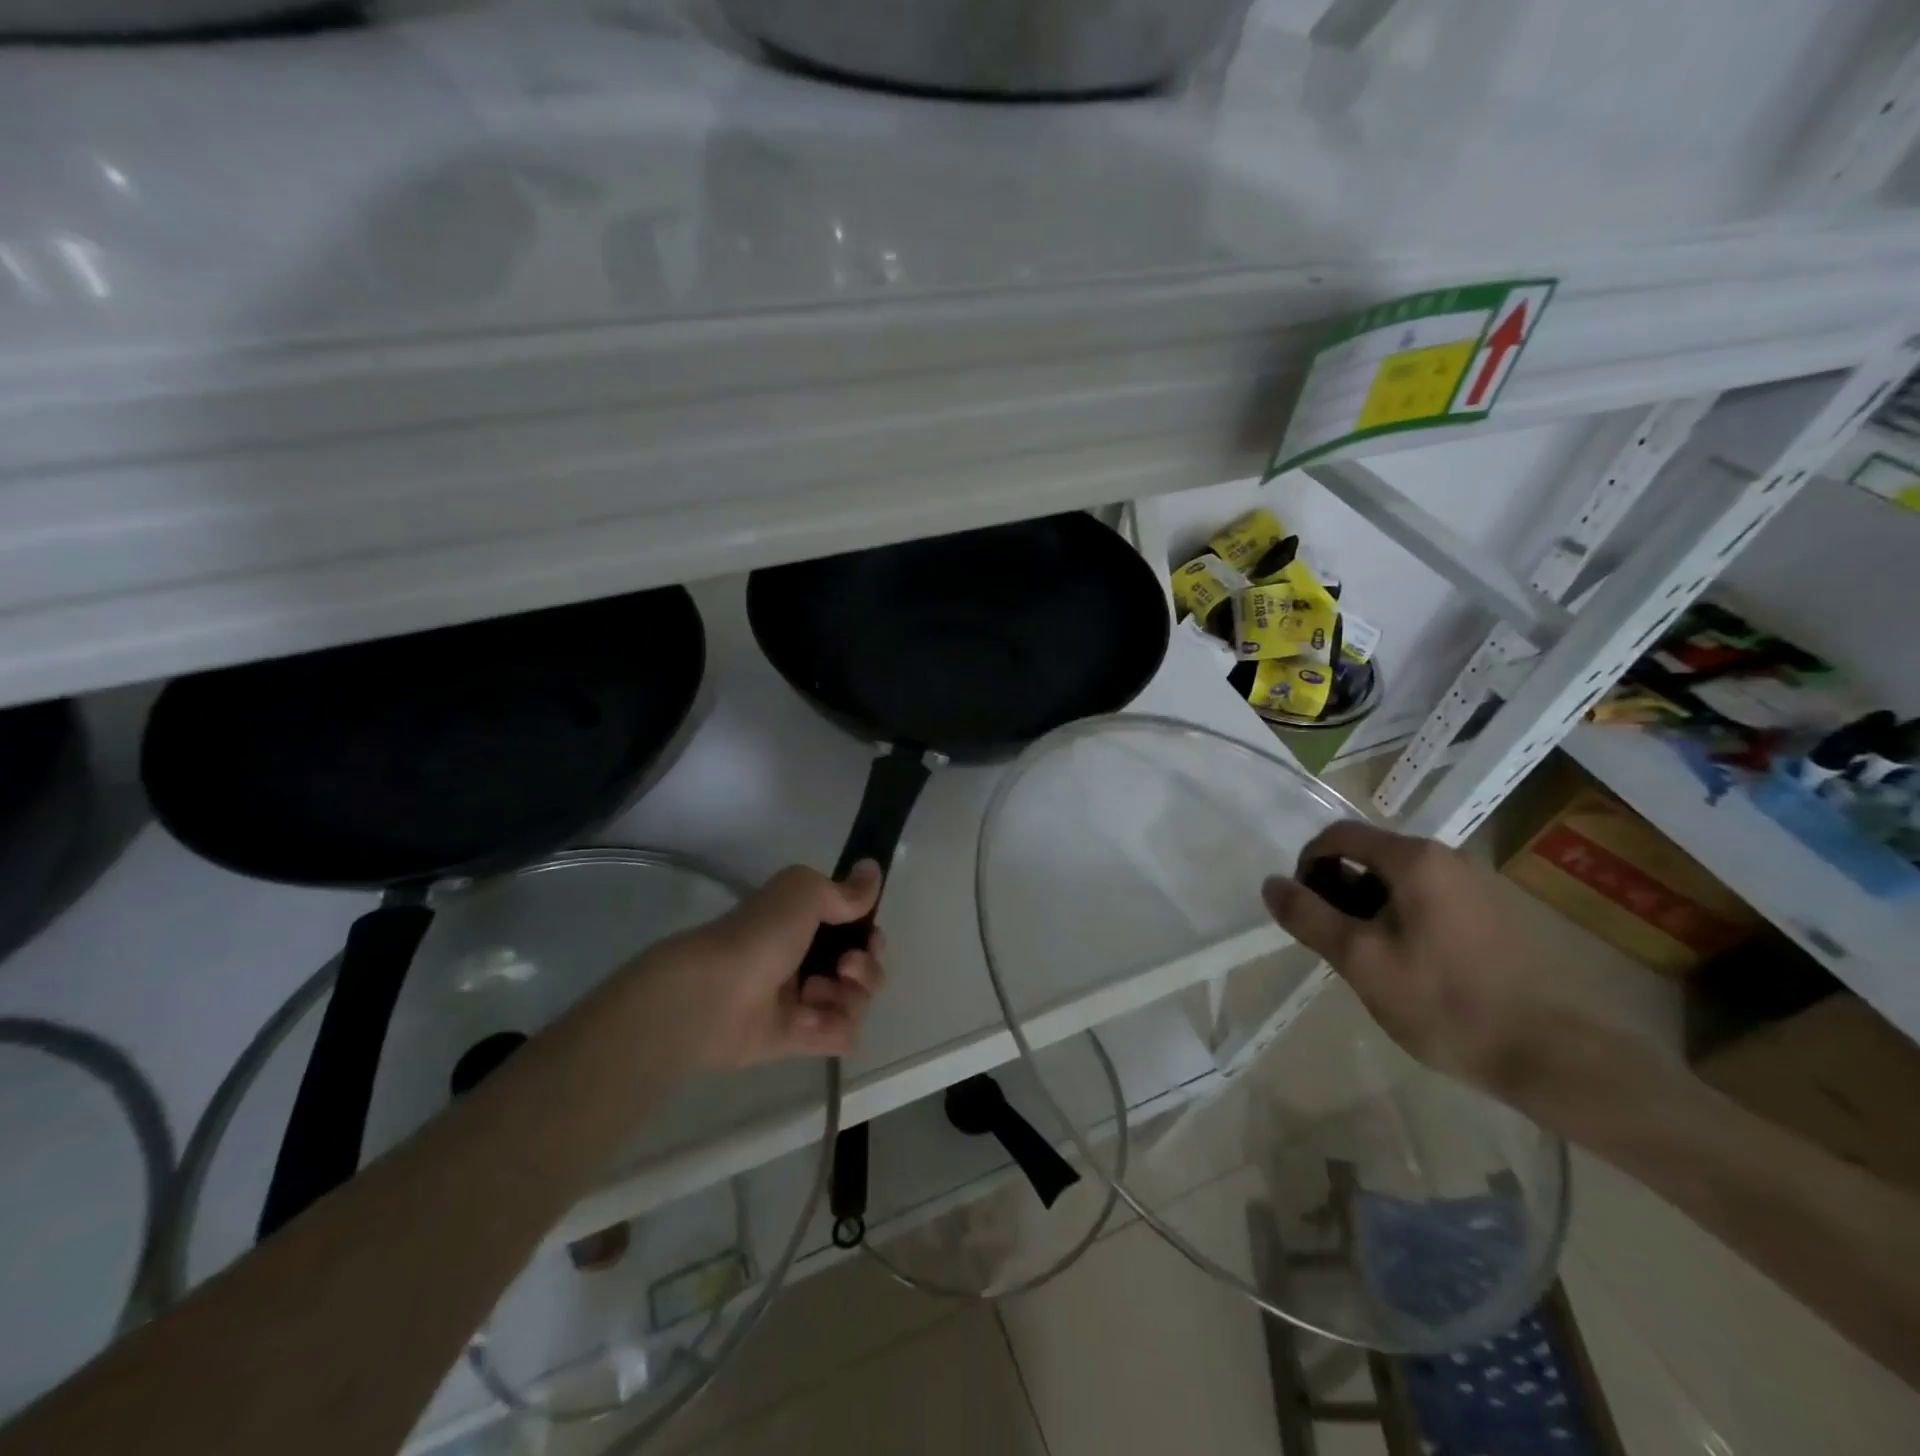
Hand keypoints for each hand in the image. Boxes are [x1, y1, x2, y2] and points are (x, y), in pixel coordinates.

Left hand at [629, 861, 887, 1071]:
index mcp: (806, 924)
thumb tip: (873, 869)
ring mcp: (805, 1003)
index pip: (856, 930)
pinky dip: (833, 1027)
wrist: (711, 995)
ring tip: (814, 992)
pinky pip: (842, 1037)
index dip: (870, 932)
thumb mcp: (803, 892)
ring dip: (849, 995)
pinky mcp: (800, 1040)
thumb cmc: (759, 935)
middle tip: (846, 966)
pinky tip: (808, 1020)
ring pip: (858, 1002)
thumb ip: (845, 889)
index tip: (868, 932)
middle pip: (865, 967)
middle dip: (867, 965)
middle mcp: (808, 961)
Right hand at [1260, 821, 1571, 1101]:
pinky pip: (1430, 900)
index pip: (1340, 836)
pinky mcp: (1498, 915)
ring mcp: (1480, 885)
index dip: (1308, 864)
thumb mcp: (1360, 960)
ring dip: (1369, 908)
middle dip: (1338, 890)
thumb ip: (1308, 916)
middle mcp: (1450, 858)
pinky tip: (1411, 967)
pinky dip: (1402, 919)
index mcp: (1416, 859)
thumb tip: (1271, 884)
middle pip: (1370, 855)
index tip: (1303, 910)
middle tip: (1333, 942)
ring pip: (1400, 881)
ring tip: (1369, 959)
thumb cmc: (1445, 1002)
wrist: (1555, 1056)